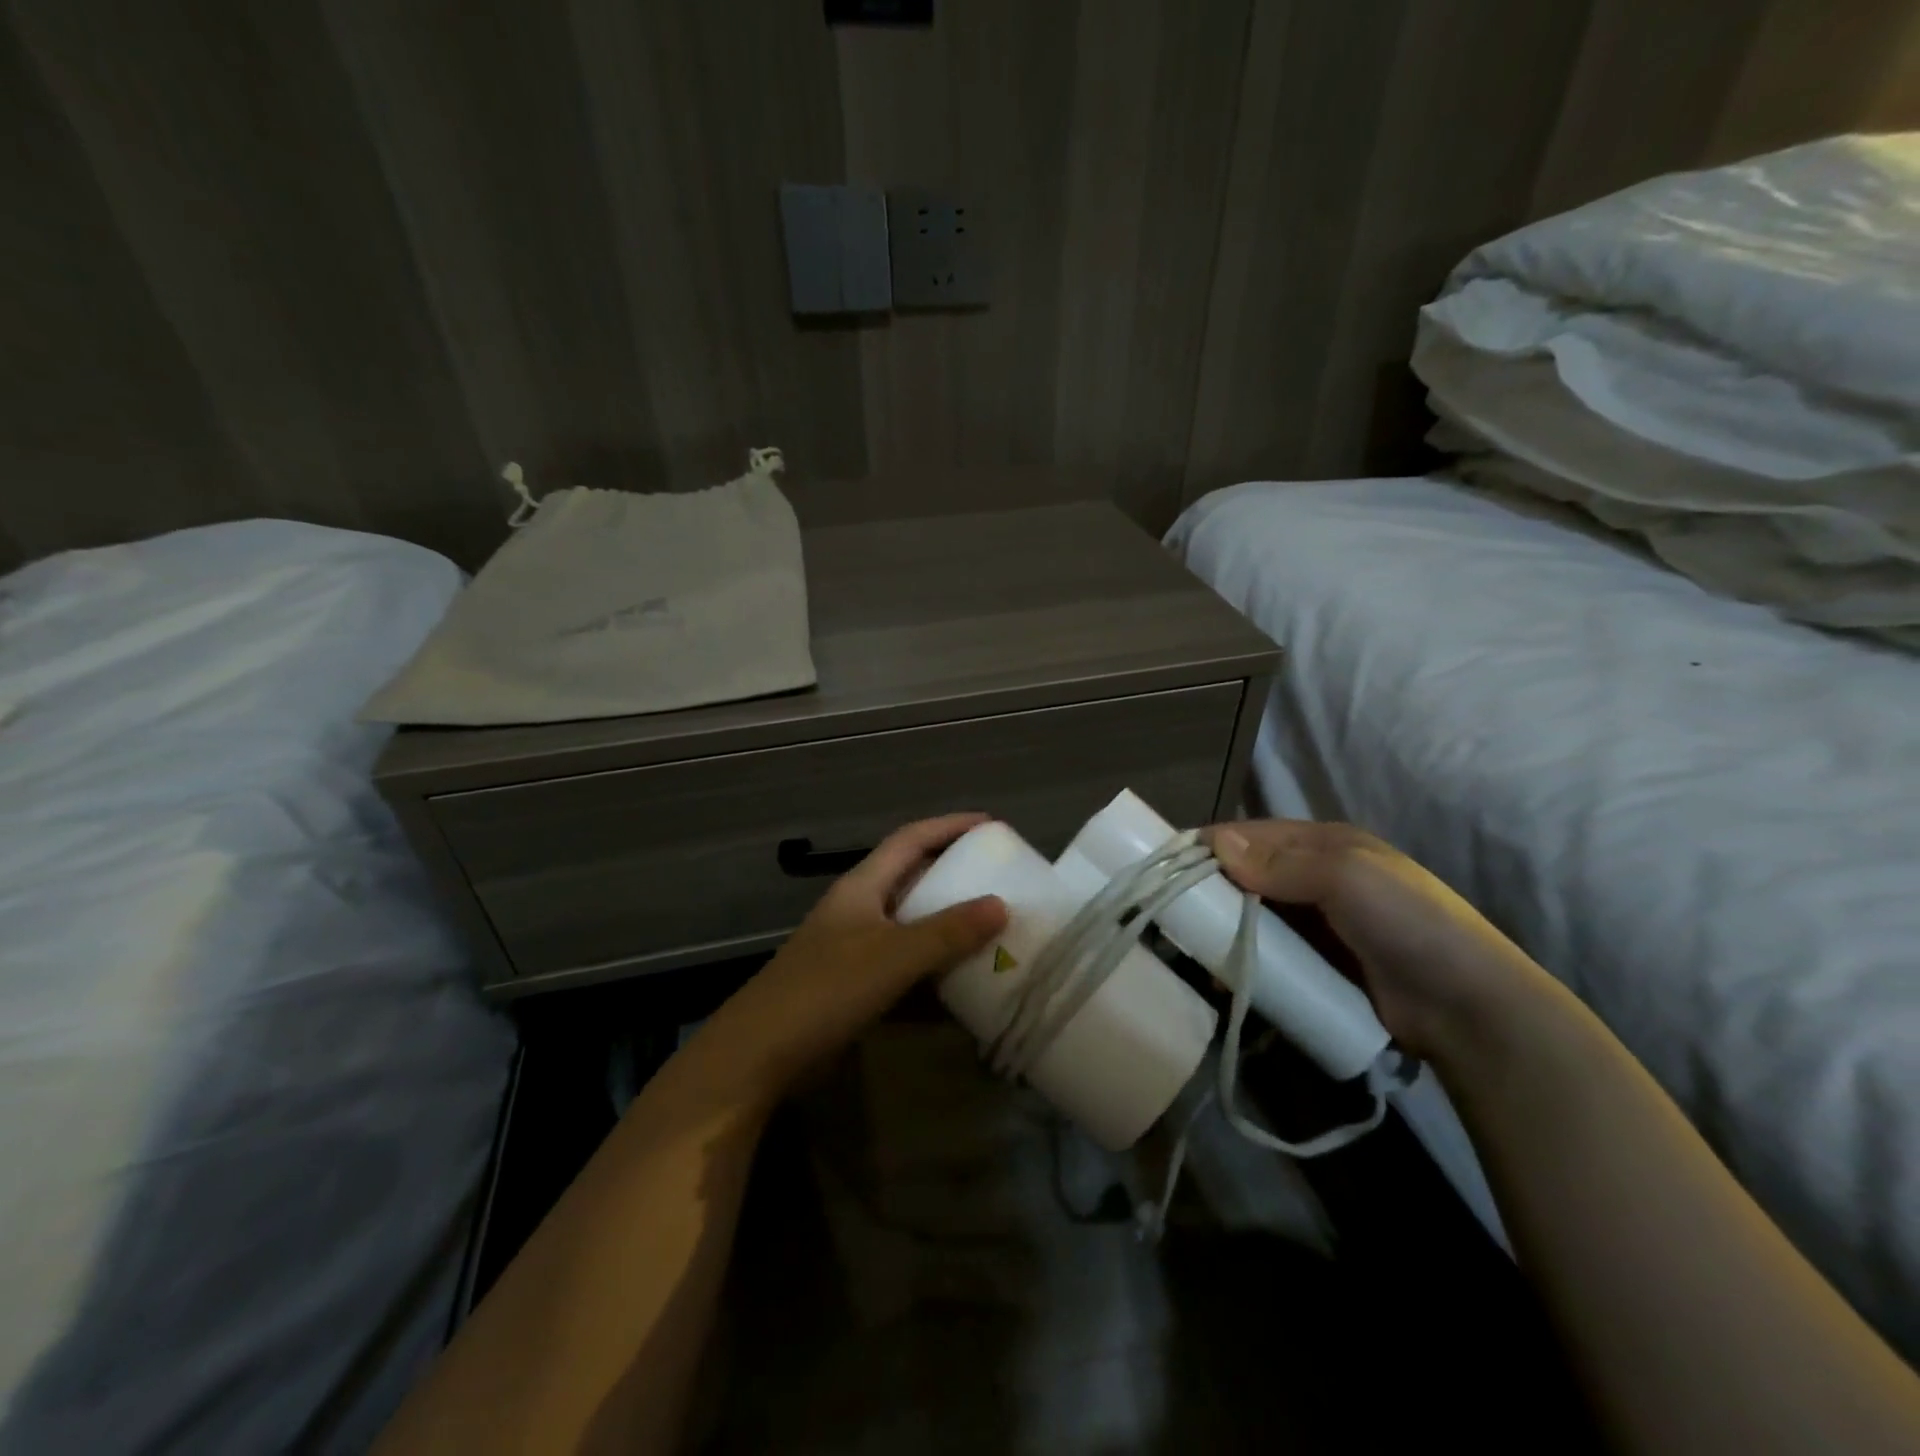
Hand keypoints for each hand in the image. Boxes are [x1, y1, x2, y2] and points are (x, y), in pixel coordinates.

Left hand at [687, 814, 1007, 1108]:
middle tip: (999, 879)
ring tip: (991, 927)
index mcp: (862, 886)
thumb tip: (1001, 905)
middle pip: (912, 878)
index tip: (992, 825)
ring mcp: (854, 949)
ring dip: (947, 924)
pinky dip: (932, 967)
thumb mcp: (892, 956)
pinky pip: (904, 965)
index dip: (950, 826)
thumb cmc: (825, 990)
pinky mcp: (854, 986)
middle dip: (954, 874)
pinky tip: (960, 981)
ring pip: (910, 924)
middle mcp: (859, 909)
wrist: (759, 1054)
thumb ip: (947, 932)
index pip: (911, 840)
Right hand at [1201, 819, 1545, 1060]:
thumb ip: (1281, 863)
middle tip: (1169, 910)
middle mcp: (1317, 877)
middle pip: (1247, 874)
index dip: (1212, 844)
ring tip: (1186, 946)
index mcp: (1326, 844)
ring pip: (1252, 915)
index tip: (1168, 864)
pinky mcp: (1317, 965)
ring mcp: (1318, 925)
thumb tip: (1217, 844)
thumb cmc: (1409, 925)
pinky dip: (1241, 959)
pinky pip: (1266, 954)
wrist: (1470, 1010)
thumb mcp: (1348, 878)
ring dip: (1221, 927)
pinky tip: (1220, 975)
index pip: (1253, 833)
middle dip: (1209, 888)